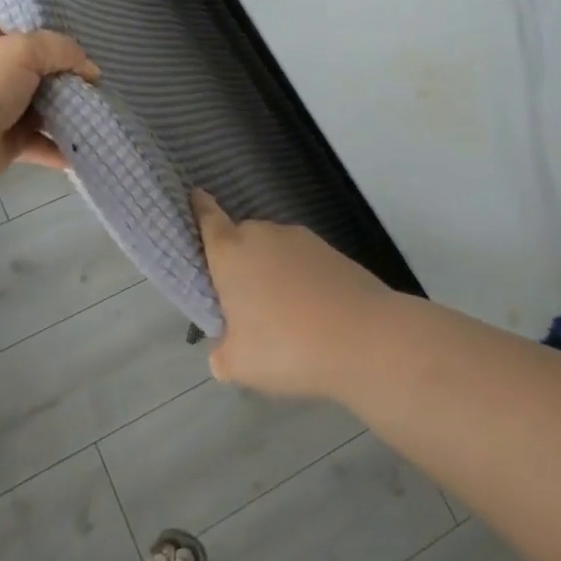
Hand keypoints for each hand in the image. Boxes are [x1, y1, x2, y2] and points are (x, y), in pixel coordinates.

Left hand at [0, 1, 98, 185]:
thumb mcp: (24, 49)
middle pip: (35, 58)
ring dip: (69, 104)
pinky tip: (91, 140)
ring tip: (103, 99)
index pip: (6, 8)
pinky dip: (63, 146)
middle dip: (65, 60)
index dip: (30, 2)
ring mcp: (1, 105)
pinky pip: (43, 141)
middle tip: (100, 55)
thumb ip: (62, 50)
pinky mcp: (9, 139)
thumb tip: (91, 70)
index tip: (65, 2)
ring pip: (43, 102)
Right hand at [193, 191, 392, 399]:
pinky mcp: (332, 251)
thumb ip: (222, 352)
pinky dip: (300, 280)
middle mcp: (263, 234)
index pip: (208, 219)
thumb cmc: (286, 347)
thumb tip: (226, 348)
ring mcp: (302, 239)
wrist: (365, 338)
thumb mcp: (238, 364)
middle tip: (241, 302)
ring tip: (281, 316)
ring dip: (271, 272)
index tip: (195, 196)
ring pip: (274, 250)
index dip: (200, 208)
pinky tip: (310, 313)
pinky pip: (302, 262)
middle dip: (238, 262)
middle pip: (241, 239)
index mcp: (231, 252)